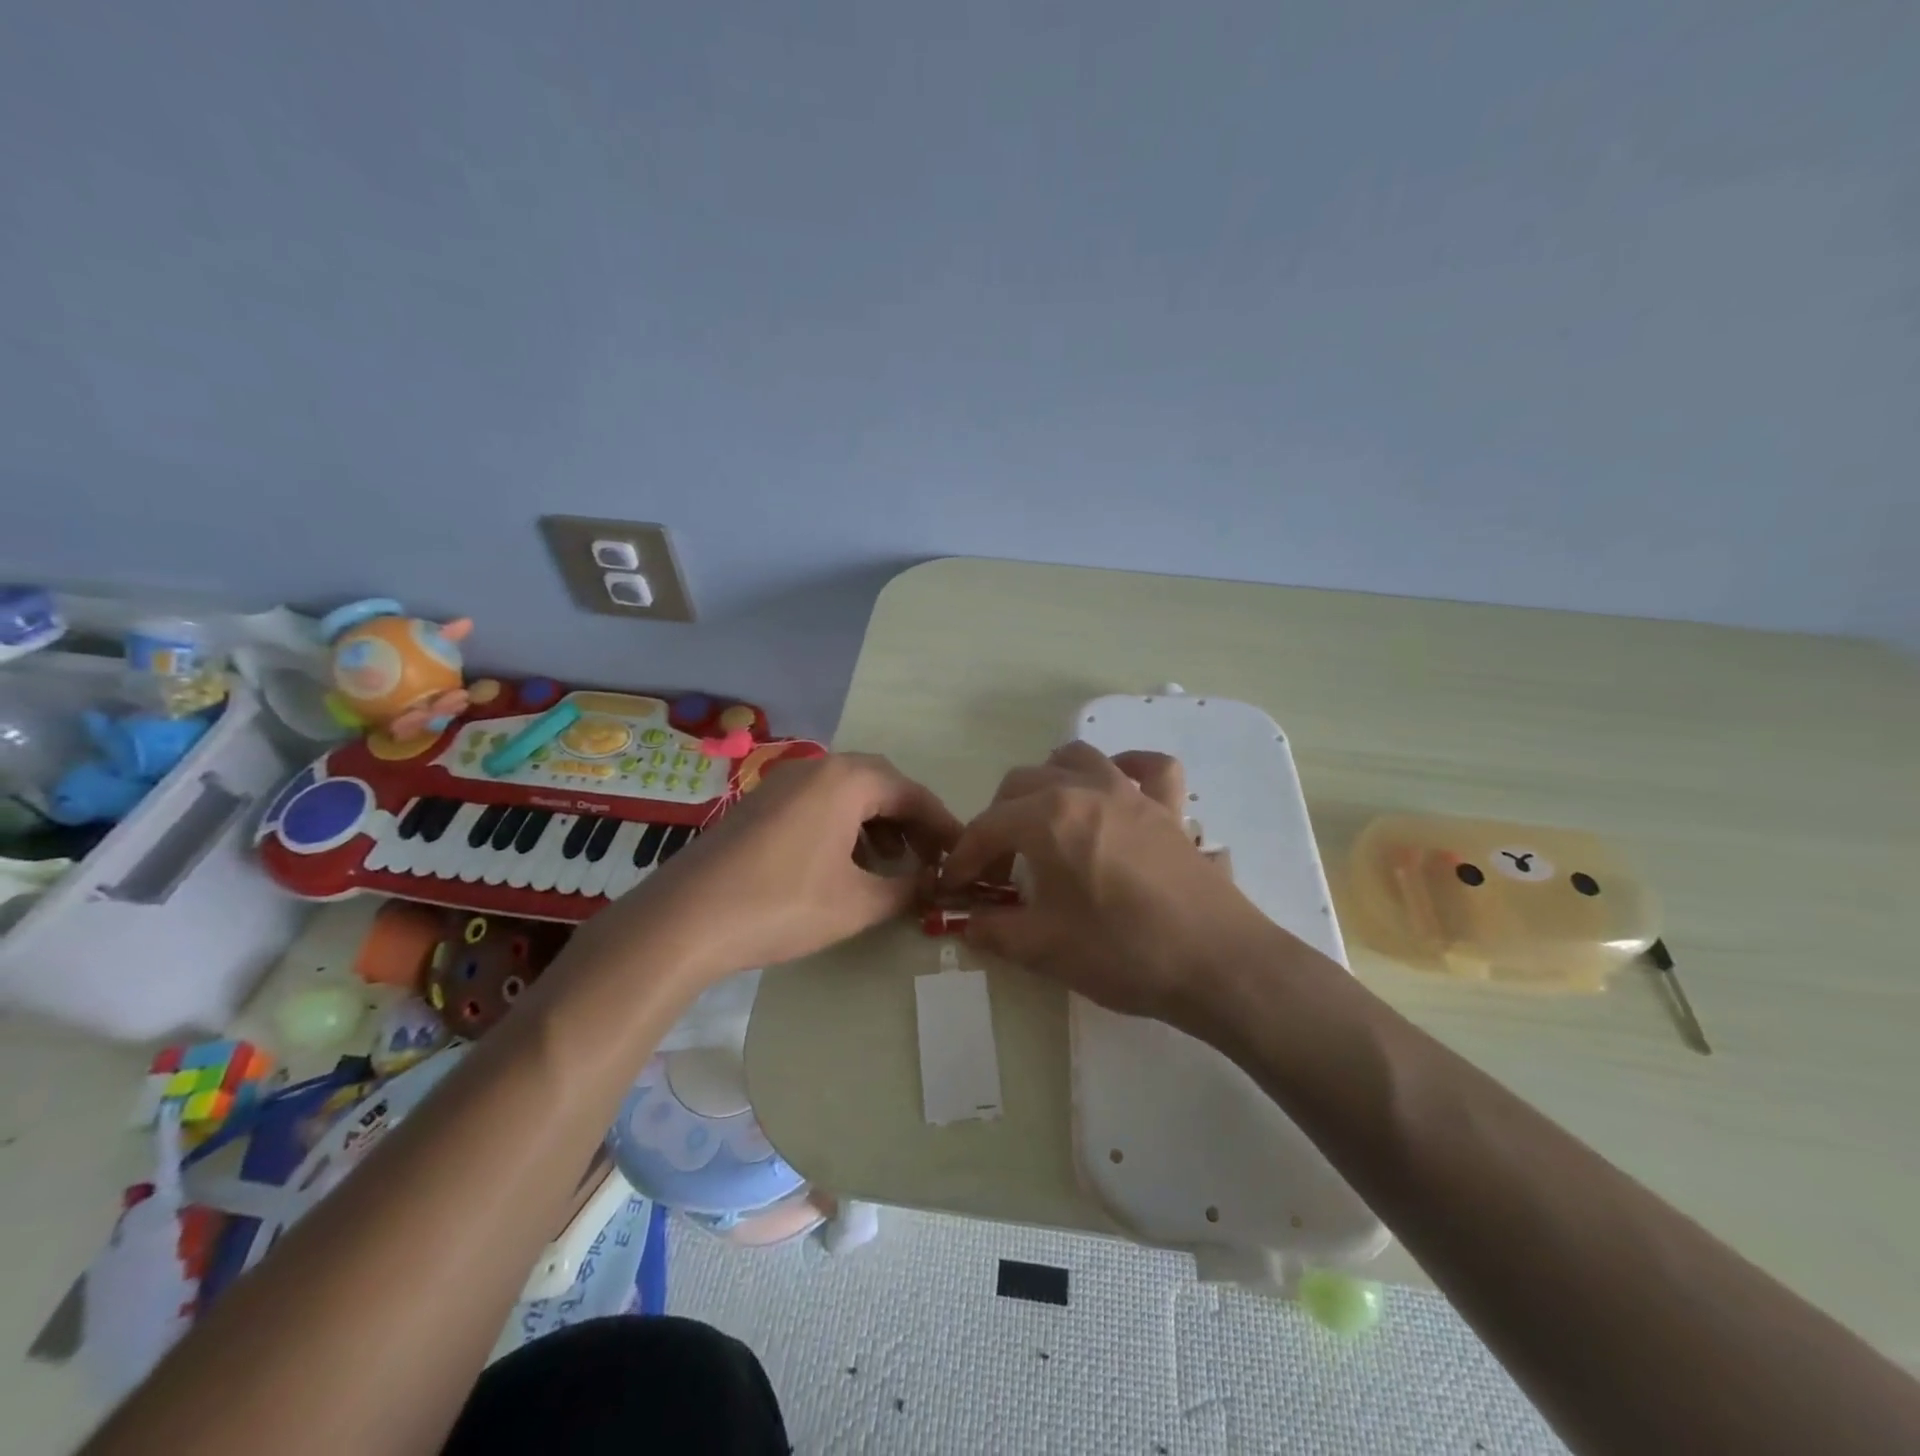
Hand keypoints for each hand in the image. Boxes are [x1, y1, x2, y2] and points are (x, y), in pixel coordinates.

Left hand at [600, 752, 962, 984]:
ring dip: (877, 823)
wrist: (685, 919)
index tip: (962, 854)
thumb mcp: (856, 903)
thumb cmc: (782, 905)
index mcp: (846, 780)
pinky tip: (845, 863)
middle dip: (910, 820)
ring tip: (891, 865)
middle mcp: (817, 769)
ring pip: (847, 793)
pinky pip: (818, 803)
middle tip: (930, 856)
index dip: (942, 825)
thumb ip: (905, 890)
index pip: (912, 793)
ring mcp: (783, 783)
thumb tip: (933, 886)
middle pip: (880, 785)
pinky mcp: (760, 804)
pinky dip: (844, 826)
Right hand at [939, 742, 1272, 1028]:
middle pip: (1021, 784)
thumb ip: (995, 931)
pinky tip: (1115, 788)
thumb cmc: (1122, 953)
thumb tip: (967, 924)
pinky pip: (1148, 767)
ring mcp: (1132, 793)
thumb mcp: (1044, 948)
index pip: (987, 827)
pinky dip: (1126, 767)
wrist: (1216, 964)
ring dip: (1047, 781)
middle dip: (997, 821)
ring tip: (1043, 821)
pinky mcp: (1169, 808)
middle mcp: (1085, 790)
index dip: (964, 857)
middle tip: (998, 868)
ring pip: (1075, 758)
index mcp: (1048, 818)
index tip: (955, 887)